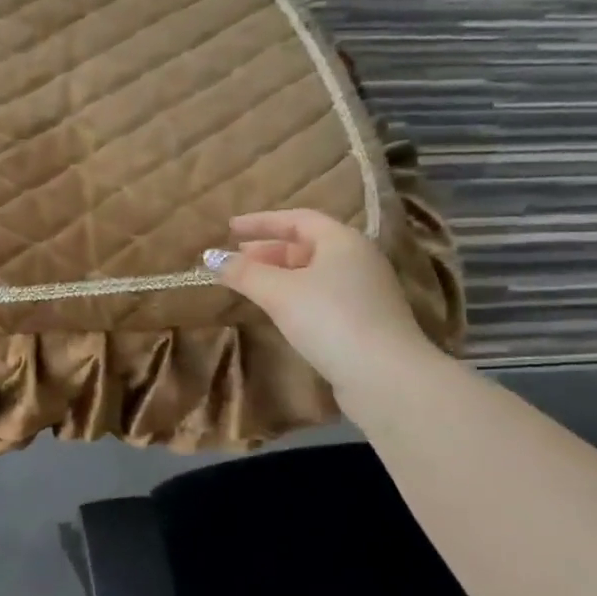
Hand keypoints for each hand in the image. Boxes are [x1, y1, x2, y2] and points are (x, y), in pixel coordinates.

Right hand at [205, 209, 438, 397]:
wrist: (385, 376)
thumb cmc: (330, 320)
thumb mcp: (279, 292)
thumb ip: (244, 273)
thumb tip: (210, 258)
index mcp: (342, 241)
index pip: (297, 218)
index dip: (261, 222)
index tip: (229, 229)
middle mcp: (359, 259)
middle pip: (307, 245)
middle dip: (268, 250)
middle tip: (236, 260)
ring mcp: (366, 291)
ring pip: (315, 272)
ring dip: (281, 274)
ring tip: (251, 285)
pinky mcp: (366, 320)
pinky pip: (323, 295)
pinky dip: (296, 294)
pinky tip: (280, 310)